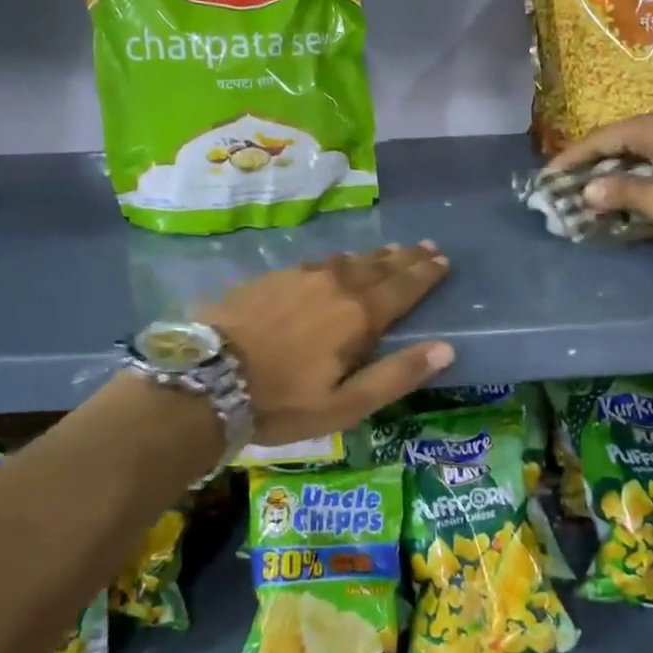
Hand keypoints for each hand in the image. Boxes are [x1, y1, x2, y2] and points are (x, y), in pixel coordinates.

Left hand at [202, 243, 454, 444]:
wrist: (205, 379)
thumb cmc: (281, 401)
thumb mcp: (346, 404)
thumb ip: (397, 375)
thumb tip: (446, 349)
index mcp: (358, 315)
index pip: (403, 287)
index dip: (426, 275)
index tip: (443, 261)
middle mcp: (335, 285)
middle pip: (379, 267)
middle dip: (406, 259)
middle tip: (426, 248)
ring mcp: (300, 277)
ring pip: (348, 260)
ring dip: (374, 257)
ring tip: (390, 251)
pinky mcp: (272, 278)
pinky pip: (318, 262)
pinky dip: (339, 261)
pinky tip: (336, 263)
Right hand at [546, 113, 652, 242]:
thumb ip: (621, 192)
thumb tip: (587, 191)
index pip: (601, 139)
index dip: (572, 158)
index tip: (548, 176)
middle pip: (618, 144)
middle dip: (590, 166)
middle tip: (564, 185)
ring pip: (637, 155)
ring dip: (613, 174)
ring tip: (588, 193)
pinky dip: (635, 179)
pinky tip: (625, 195)